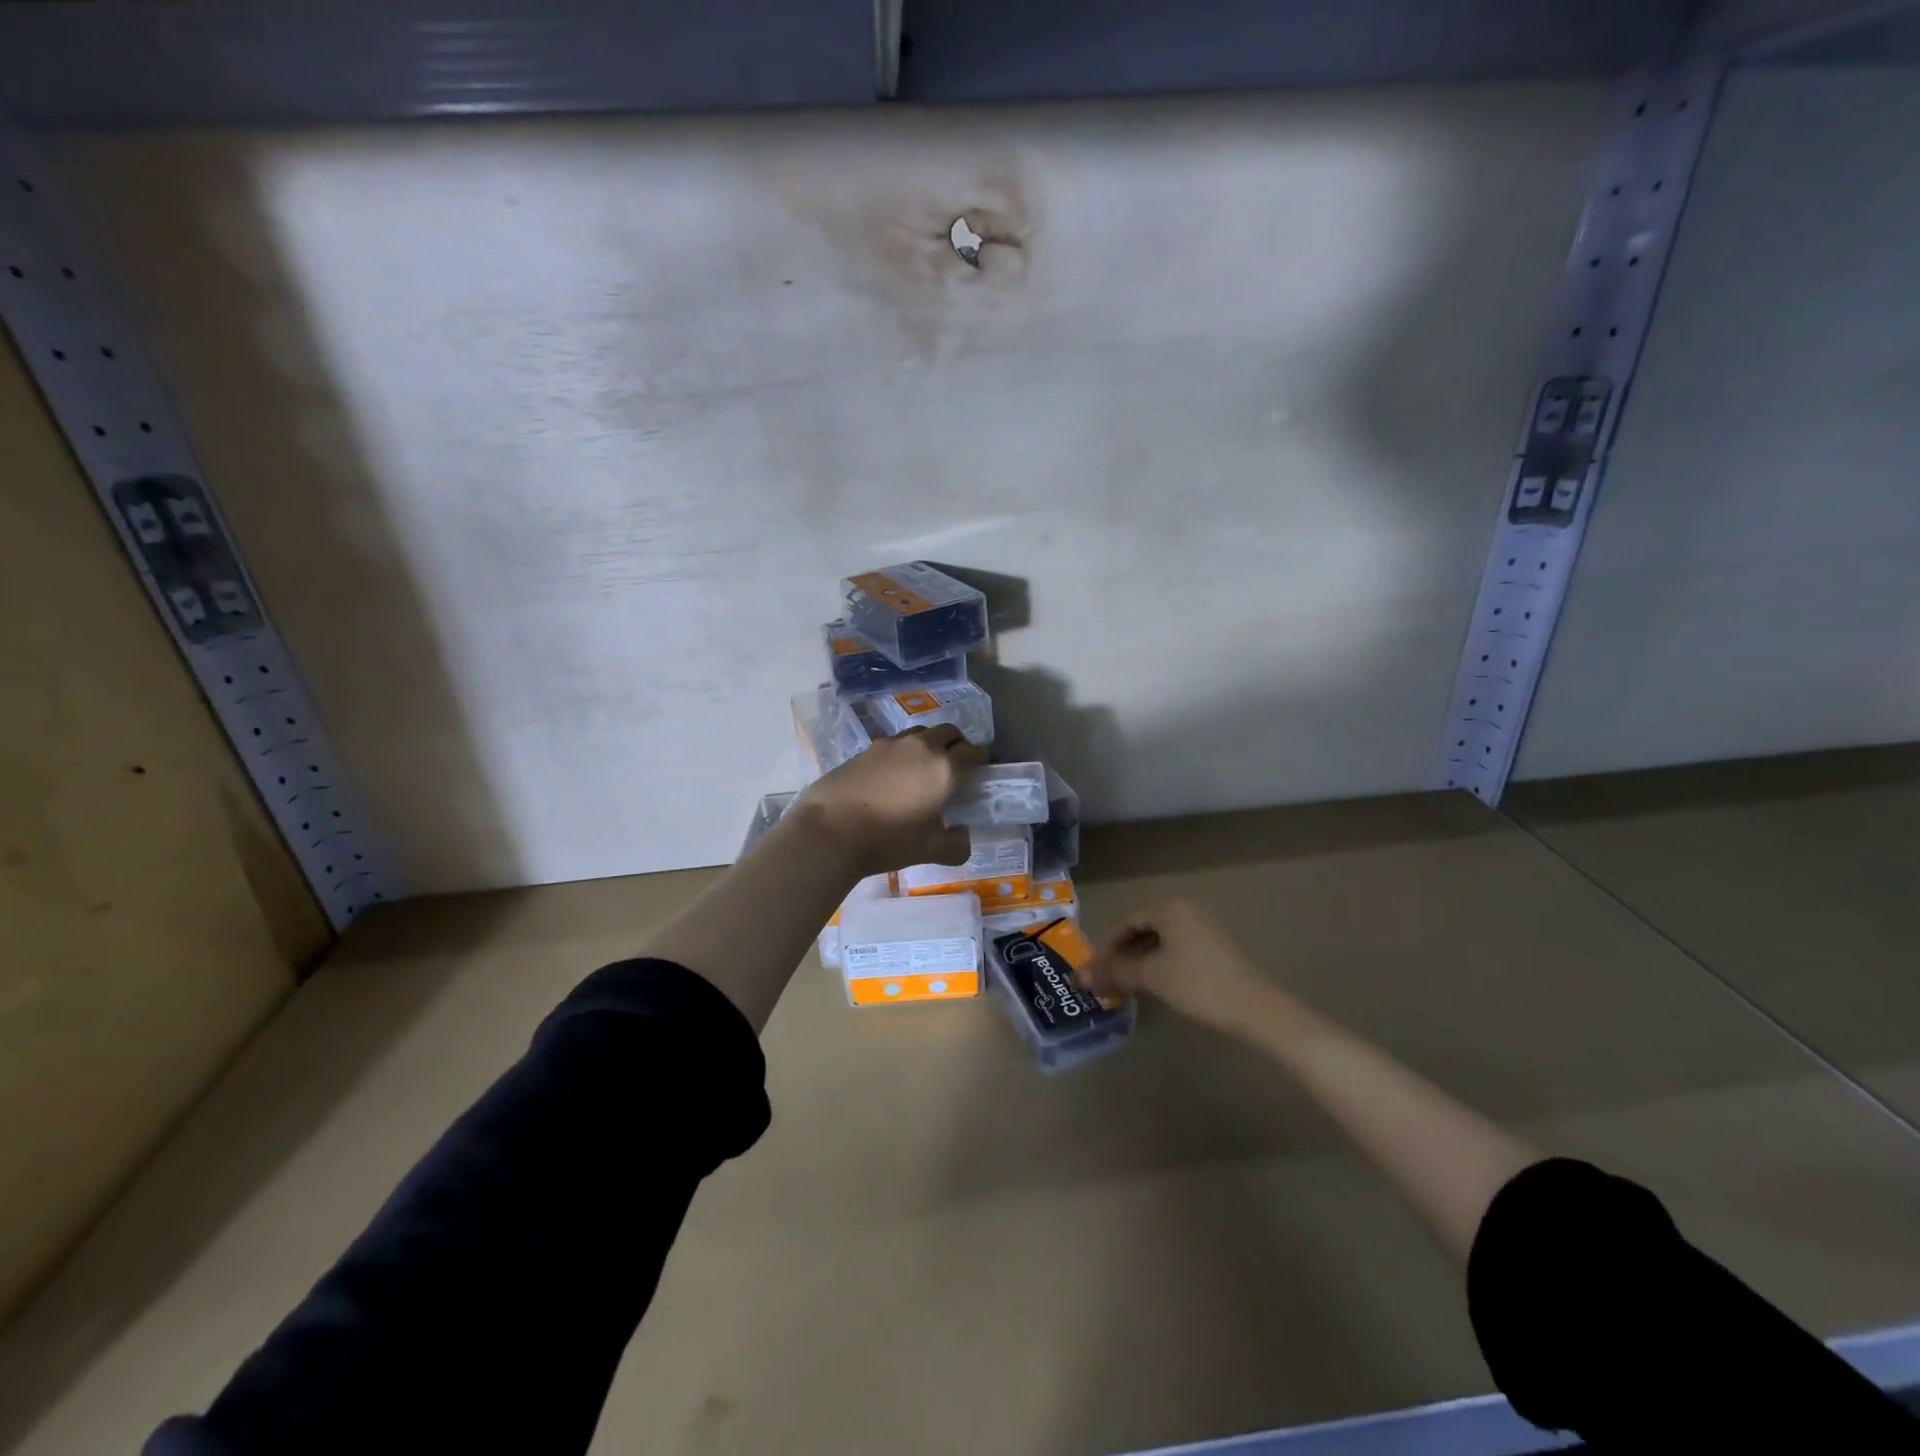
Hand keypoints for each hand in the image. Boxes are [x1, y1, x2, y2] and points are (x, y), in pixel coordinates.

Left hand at [793, 725, 985, 877]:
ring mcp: (891, 745)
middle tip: (957, 765)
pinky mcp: (865, 749)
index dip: (981, 760)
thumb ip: (956, 844)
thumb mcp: (930, 851)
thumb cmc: (888, 840)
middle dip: (958, 744)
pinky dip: (903, 753)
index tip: (981, 771)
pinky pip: (894, 743)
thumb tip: (963, 837)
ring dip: (929, 744)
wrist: (829, 830)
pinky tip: (894, 775)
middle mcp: (921, 747)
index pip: (974, 752)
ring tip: (924, 767)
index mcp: (945, 768)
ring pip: (920, 733)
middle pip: (948, 732)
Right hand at [1081, 898, 1274, 1031]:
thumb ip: (1114, 973)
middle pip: (1143, 931)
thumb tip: (1078, 976)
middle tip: (1108, 981)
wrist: (1256, 1009)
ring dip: (1141, 963)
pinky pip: (1177, 951)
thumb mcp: (1150, 977)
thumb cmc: (1198, 984)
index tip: (1095, 971)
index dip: (1107, 947)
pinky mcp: (1216, 950)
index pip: (1127, 923)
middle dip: (1123, 956)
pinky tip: (1156, 988)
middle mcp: (1186, 911)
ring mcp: (1204, 930)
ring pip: (1160, 943)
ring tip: (1128, 987)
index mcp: (1169, 908)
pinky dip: (1160, 966)